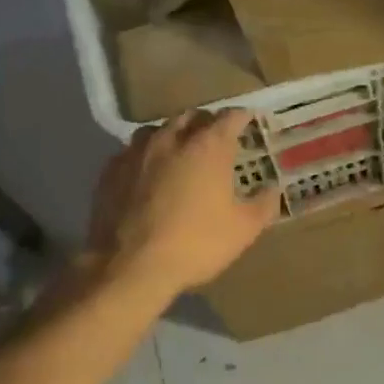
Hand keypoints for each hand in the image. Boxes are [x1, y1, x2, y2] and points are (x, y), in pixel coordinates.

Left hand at [86, 109, 278, 298]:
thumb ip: (263, 204)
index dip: (241, 116)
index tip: (248, 120)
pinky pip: (131, 152)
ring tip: (178, 151)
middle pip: (191, 116)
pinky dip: (144, 156)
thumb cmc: (195, 244)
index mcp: (208, 147)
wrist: (129, 267)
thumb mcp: (243, 230)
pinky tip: (146, 173)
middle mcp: (171, 139)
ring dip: (172, 134)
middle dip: (206, 122)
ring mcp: (136, 152)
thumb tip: (273, 189)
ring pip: (157, 130)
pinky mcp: (110, 171)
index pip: (229, 117)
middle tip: (215, 137)